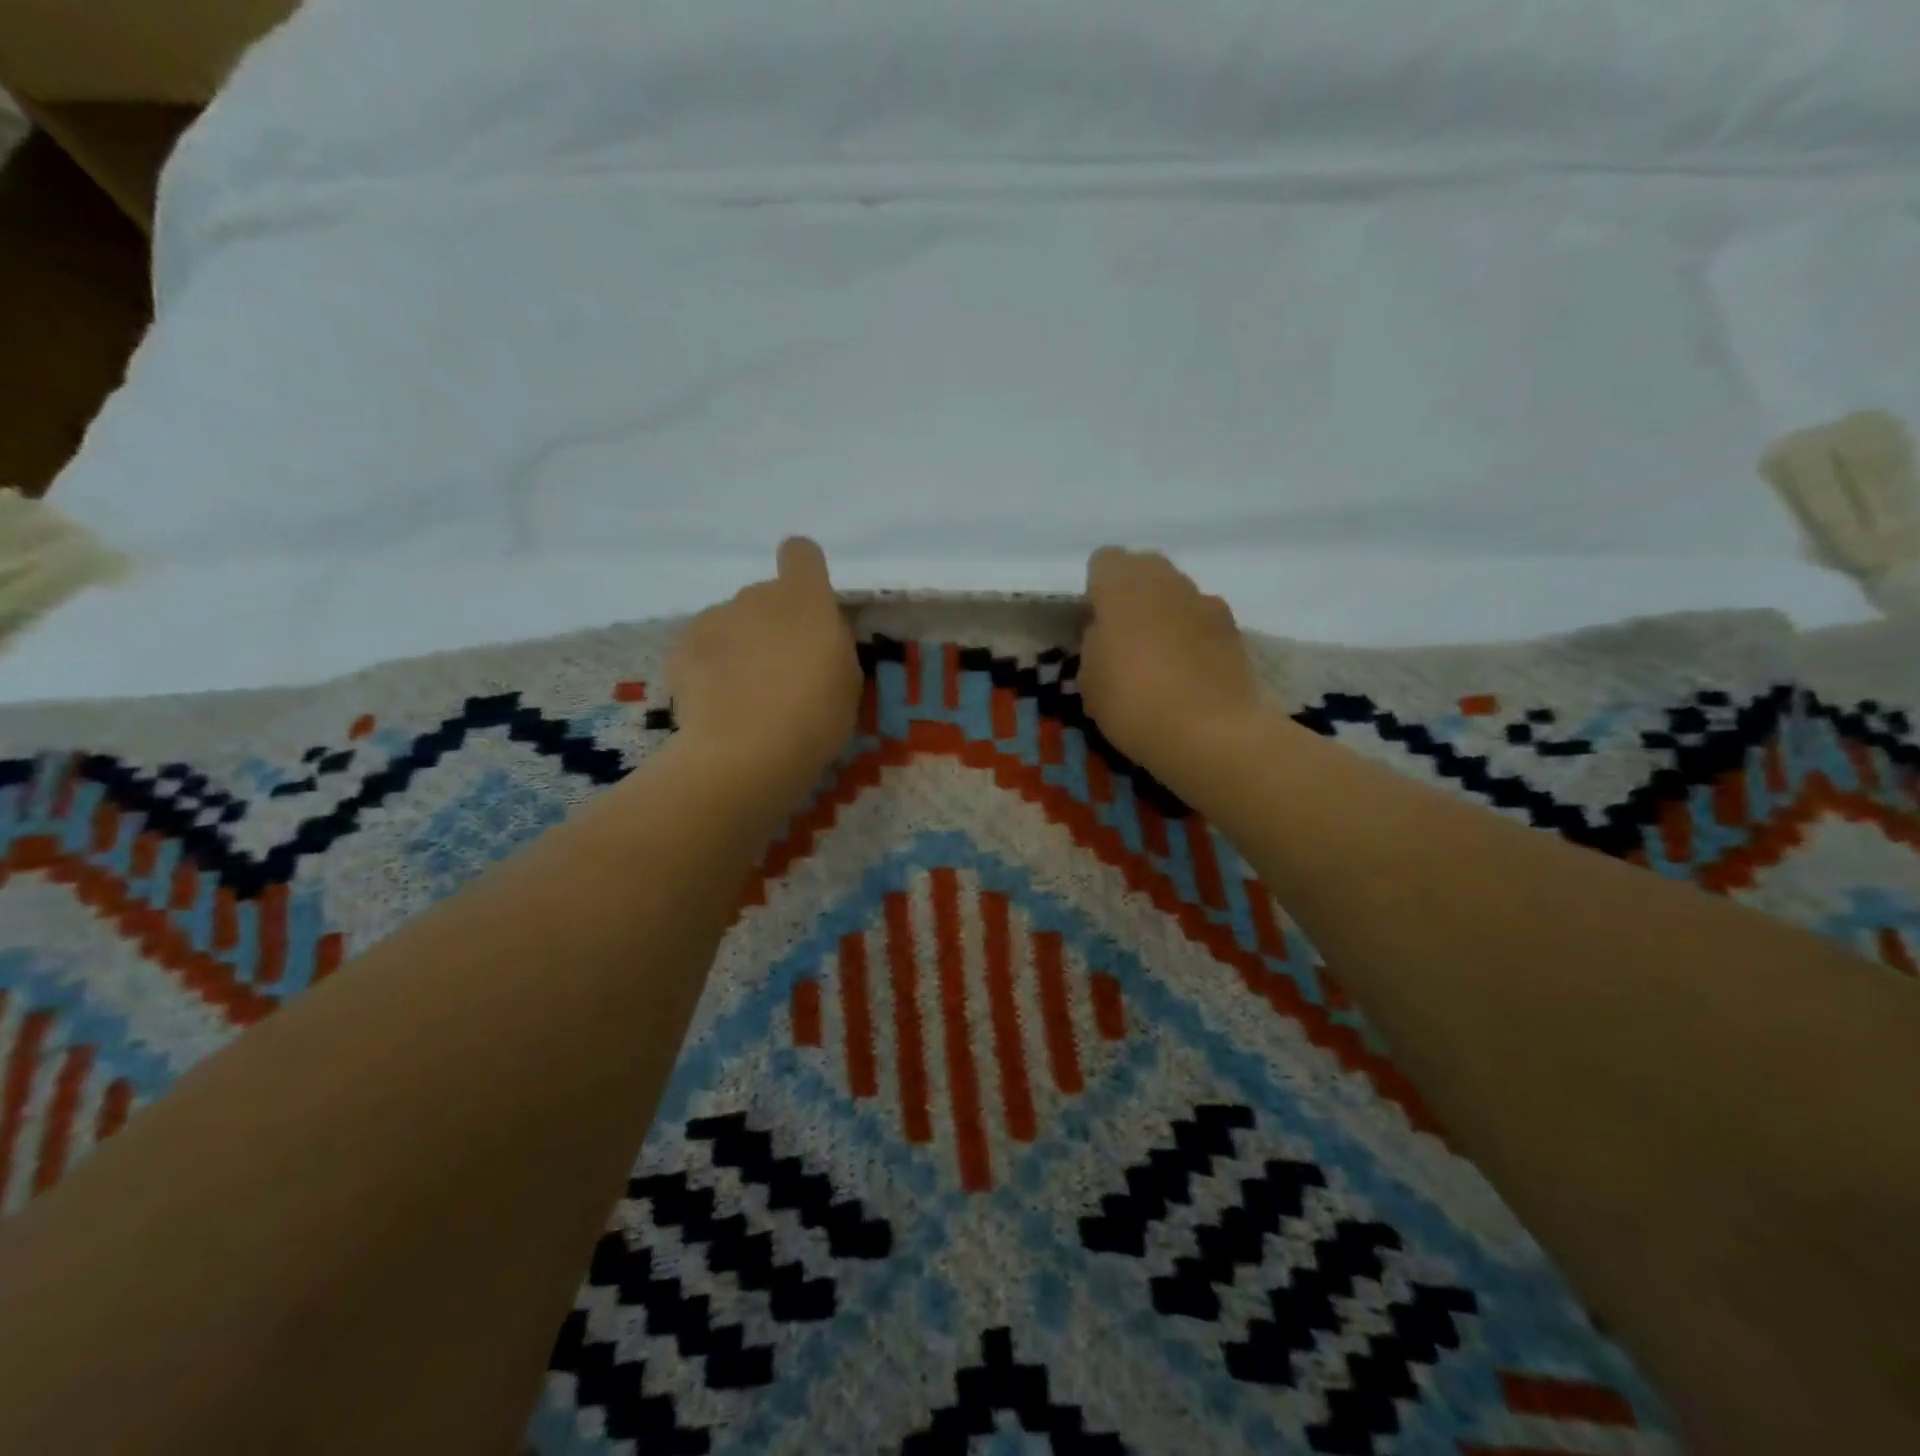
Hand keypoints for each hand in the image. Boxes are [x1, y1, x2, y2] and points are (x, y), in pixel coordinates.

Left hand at [667, 538, 861, 794]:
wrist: (744, 753)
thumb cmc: (814, 717)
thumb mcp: (848, 682)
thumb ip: (833, 645)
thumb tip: (817, 635)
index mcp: (805, 599)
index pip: (802, 554)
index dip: (805, 572)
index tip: (810, 607)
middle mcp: (755, 596)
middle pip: (766, 598)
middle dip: (774, 627)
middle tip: (782, 676)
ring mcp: (713, 619)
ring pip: (732, 624)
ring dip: (741, 649)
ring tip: (746, 699)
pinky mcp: (680, 648)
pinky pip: (703, 650)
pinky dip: (709, 670)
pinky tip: (718, 707)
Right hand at [1079, 547, 1263, 775]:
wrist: (1211, 733)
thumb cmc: (1132, 702)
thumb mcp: (1089, 678)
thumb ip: (1094, 642)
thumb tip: (1107, 631)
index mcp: (1122, 585)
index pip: (1104, 561)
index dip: (1097, 590)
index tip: (1094, 623)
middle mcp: (1166, 580)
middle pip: (1144, 569)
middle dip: (1132, 595)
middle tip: (1124, 638)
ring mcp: (1205, 601)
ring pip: (1176, 593)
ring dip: (1165, 614)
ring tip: (1160, 660)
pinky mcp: (1234, 628)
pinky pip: (1202, 619)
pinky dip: (1193, 636)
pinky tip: (1189, 674)